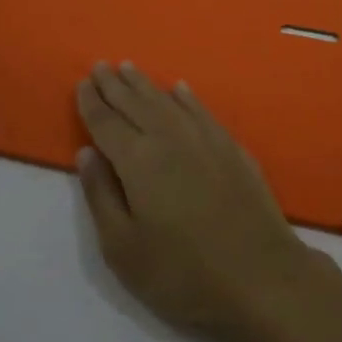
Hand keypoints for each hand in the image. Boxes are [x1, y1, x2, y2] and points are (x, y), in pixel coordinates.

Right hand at [74, 62, 321, 341]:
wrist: (259, 276)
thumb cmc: (182, 273)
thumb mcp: (124, 249)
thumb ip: (101, 195)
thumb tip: (86, 152)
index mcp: (138, 160)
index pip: (107, 122)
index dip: (92, 103)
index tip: (82, 82)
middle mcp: (170, 137)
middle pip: (136, 103)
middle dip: (115, 84)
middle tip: (100, 65)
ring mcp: (204, 138)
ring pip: (167, 101)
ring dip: (145, 84)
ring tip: (129, 68)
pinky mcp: (230, 146)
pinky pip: (201, 110)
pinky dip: (185, 97)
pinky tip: (179, 89)